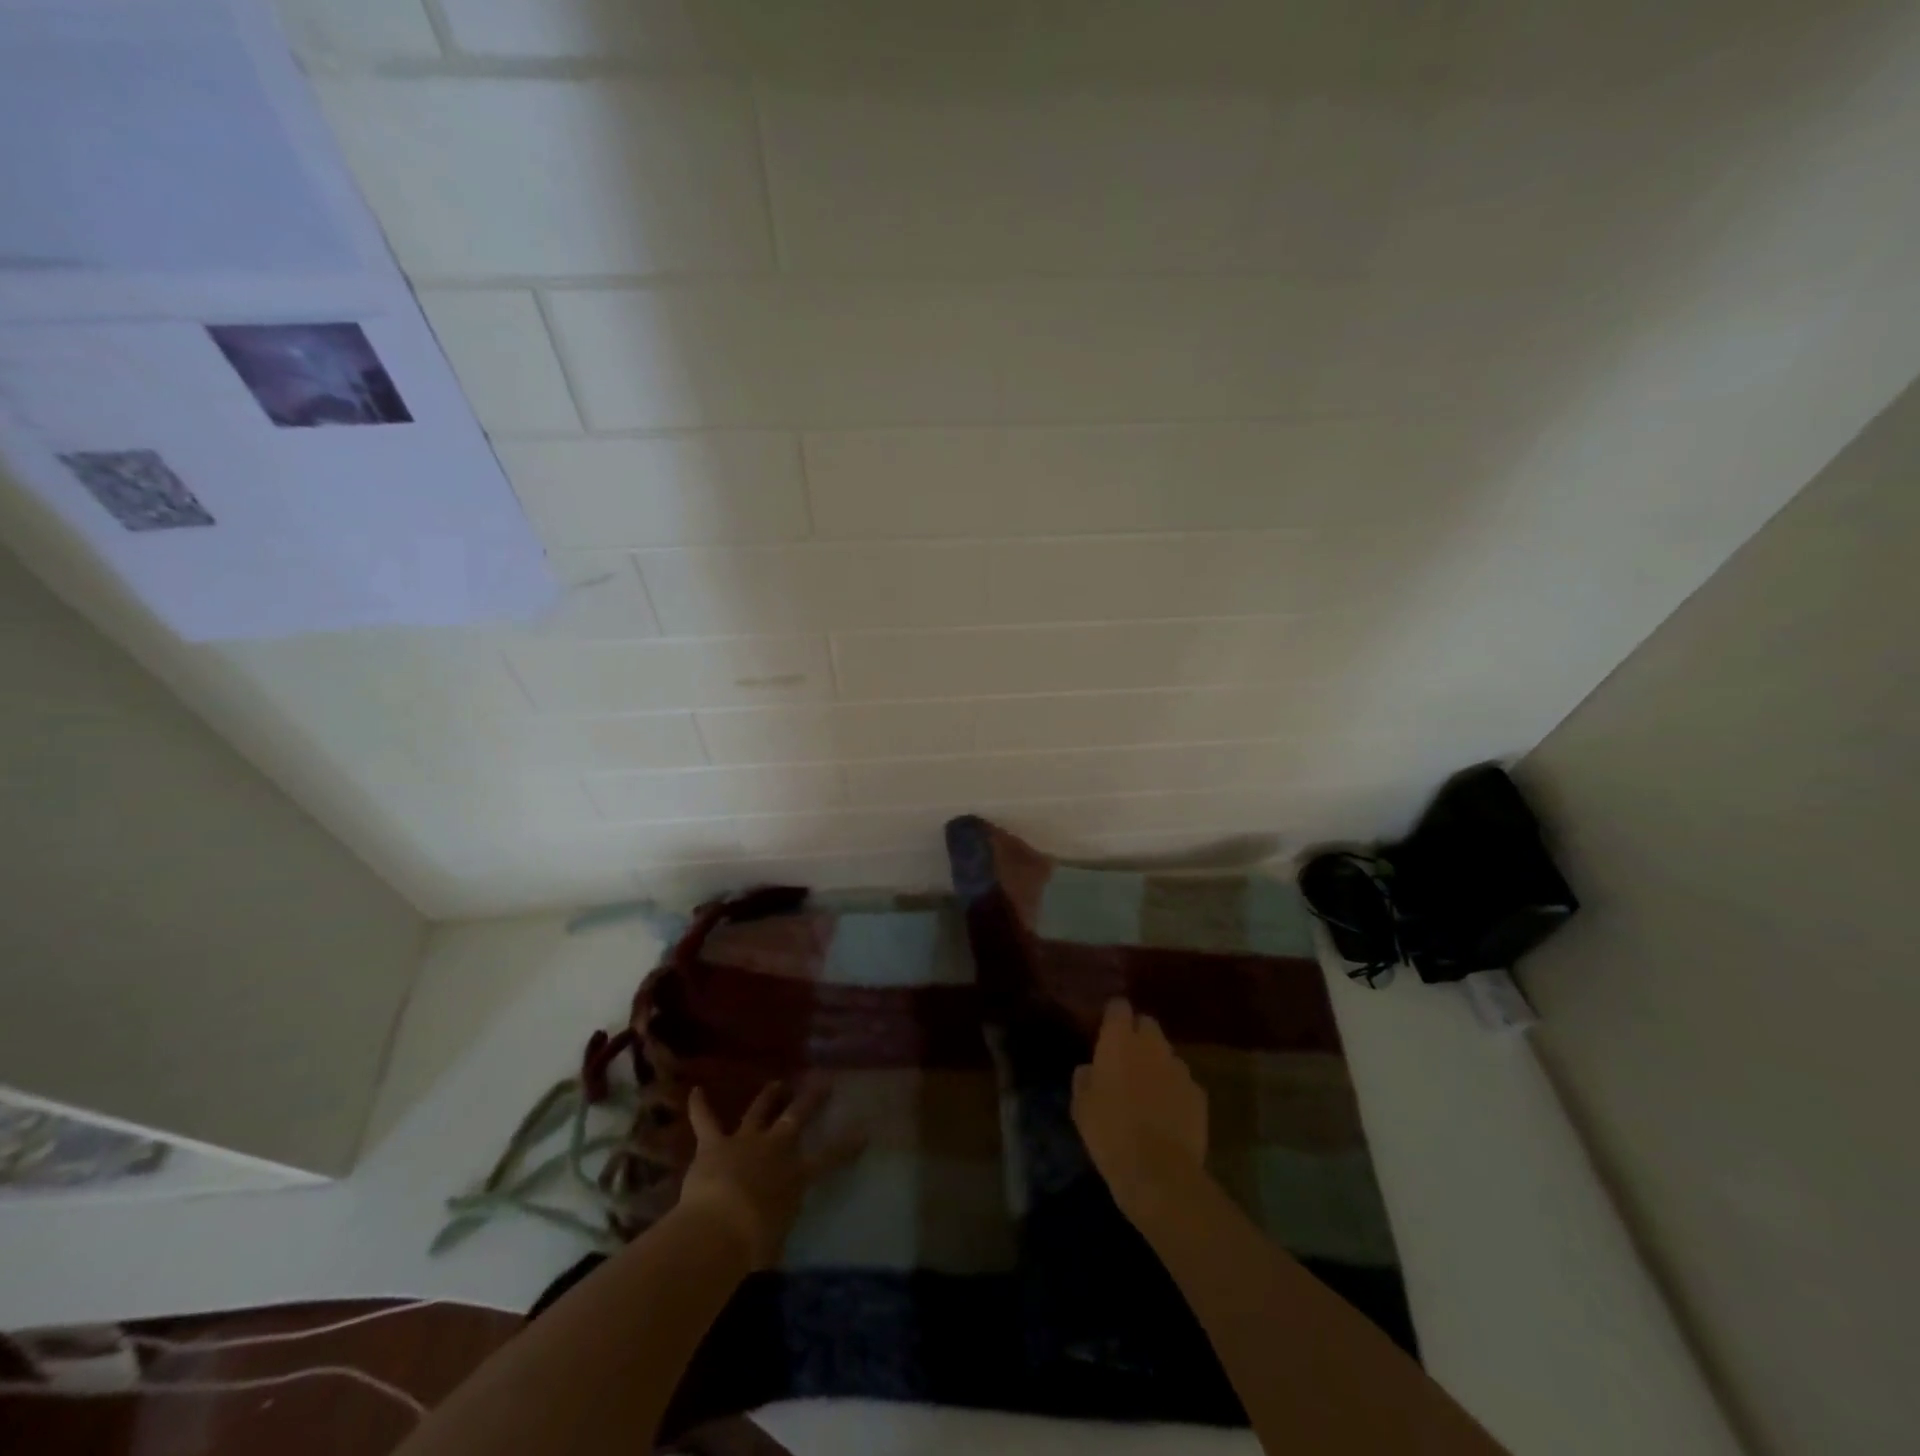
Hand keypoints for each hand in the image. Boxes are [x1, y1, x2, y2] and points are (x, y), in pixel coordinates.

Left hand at [679, 1081, 864, 1267]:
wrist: (719, 1228)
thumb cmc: (754, 1244)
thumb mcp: (776, 1240)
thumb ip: (777, 1227)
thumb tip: (773, 1232)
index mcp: (796, 1176)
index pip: (829, 1158)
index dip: (847, 1146)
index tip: (863, 1133)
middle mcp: (775, 1149)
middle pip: (797, 1117)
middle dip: (811, 1100)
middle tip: (823, 1083)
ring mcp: (745, 1142)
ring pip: (759, 1110)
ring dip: (768, 1096)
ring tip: (777, 1084)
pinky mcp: (715, 1145)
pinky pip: (706, 1121)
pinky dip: (700, 1106)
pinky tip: (695, 1091)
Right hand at [1072, 999, 1209, 1227]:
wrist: (1159, 1172)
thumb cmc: (1110, 1133)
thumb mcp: (1081, 1106)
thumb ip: (1084, 1079)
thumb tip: (1090, 1069)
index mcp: (1119, 1041)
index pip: (1119, 1007)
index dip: (1114, 1016)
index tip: (1108, 1030)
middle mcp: (1152, 1045)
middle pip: (1147, 1024)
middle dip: (1138, 1036)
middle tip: (1127, 1061)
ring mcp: (1179, 1068)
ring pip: (1167, 1055)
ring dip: (1157, 1065)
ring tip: (1148, 1092)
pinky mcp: (1199, 1094)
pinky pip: (1184, 1083)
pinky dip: (1175, 1091)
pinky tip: (1168, 1114)